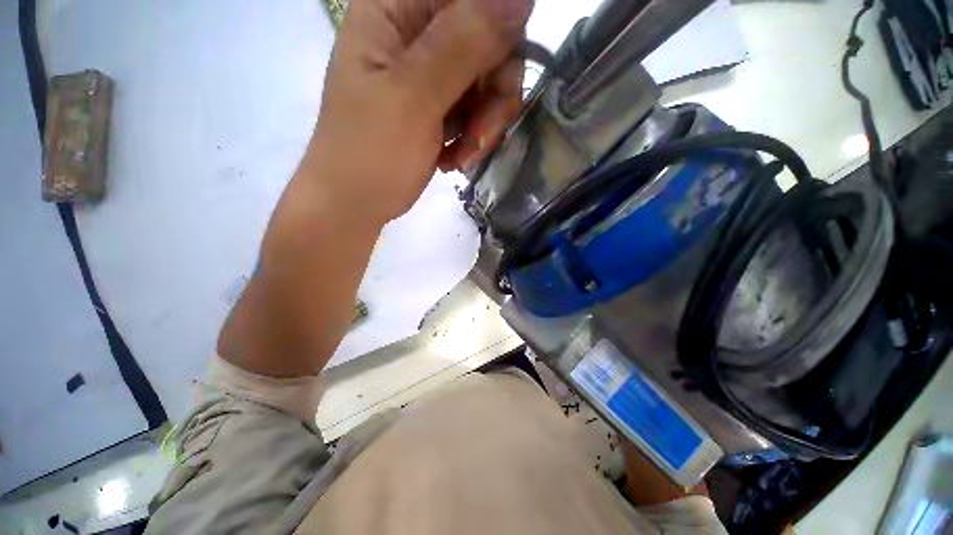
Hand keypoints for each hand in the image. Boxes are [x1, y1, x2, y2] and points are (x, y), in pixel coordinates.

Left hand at [307, 0, 532, 225]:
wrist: (356, 204)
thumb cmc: (371, 153)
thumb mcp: (414, 97)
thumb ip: (464, 44)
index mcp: (395, 10)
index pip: (470, 0)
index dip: (498, 36)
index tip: (497, 85)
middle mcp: (415, 33)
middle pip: (488, 41)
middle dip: (493, 95)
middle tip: (480, 136)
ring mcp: (429, 73)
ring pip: (487, 82)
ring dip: (484, 124)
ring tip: (464, 155)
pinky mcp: (438, 106)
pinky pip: (476, 110)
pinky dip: (472, 138)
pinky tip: (455, 159)